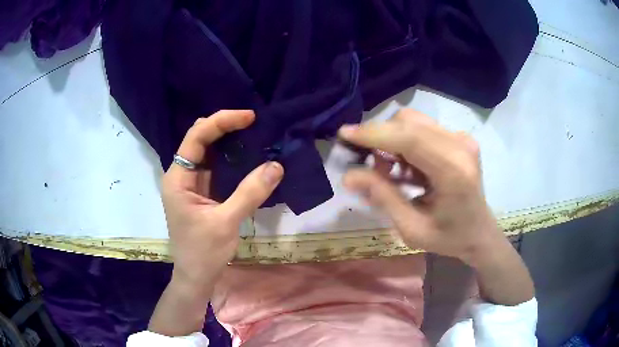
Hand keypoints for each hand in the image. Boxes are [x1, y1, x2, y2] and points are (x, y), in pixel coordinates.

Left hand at [150, 110, 283, 335]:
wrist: (196, 276)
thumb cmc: (203, 252)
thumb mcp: (226, 222)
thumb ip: (250, 193)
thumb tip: (276, 166)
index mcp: (178, 178)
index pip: (196, 137)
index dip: (221, 122)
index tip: (249, 117)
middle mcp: (181, 175)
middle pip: (200, 139)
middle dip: (225, 127)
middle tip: (254, 124)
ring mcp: (191, 184)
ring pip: (209, 152)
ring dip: (229, 142)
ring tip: (254, 135)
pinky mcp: (201, 193)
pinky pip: (216, 168)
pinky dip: (232, 159)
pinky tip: (249, 157)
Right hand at [339, 109, 496, 264]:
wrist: (479, 233)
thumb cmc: (449, 237)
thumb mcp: (412, 228)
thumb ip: (383, 198)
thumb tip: (348, 176)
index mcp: (454, 171)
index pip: (410, 138)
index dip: (375, 133)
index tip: (344, 134)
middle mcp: (460, 145)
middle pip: (409, 122)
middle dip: (379, 137)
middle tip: (366, 164)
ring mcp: (462, 138)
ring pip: (413, 122)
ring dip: (391, 140)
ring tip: (387, 170)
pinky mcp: (459, 138)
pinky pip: (422, 128)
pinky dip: (404, 142)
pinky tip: (404, 168)